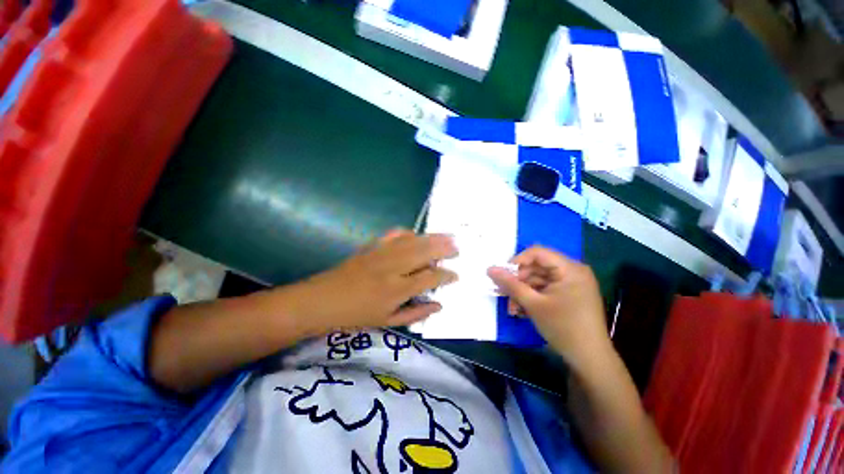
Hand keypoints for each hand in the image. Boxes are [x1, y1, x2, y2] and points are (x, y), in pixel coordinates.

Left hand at [281, 229, 457, 334]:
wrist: (321, 300)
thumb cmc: (355, 316)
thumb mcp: (387, 322)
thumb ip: (416, 314)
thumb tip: (439, 306)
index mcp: (396, 290)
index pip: (430, 278)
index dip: (446, 276)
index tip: (455, 275)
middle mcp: (392, 268)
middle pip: (425, 252)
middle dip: (444, 249)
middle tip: (457, 248)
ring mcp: (381, 253)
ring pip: (413, 240)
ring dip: (432, 237)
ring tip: (447, 236)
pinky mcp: (372, 246)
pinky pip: (395, 234)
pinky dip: (409, 233)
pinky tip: (416, 235)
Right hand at [488, 246, 608, 366]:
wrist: (590, 360)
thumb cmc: (563, 328)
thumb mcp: (533, 304)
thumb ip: (510, 284)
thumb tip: (490, 269)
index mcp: (570, 269)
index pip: (537, 253)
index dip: (517, 261)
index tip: (503, 275)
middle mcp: (572, 272)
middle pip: (536, 267)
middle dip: (518, 282)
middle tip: (503, 294)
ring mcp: (571, 284)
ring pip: (538, 280)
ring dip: (522, 292)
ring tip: (512, 309)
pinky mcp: (568, 295)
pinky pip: (544, 290)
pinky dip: (531, 298)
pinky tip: (521, 311)